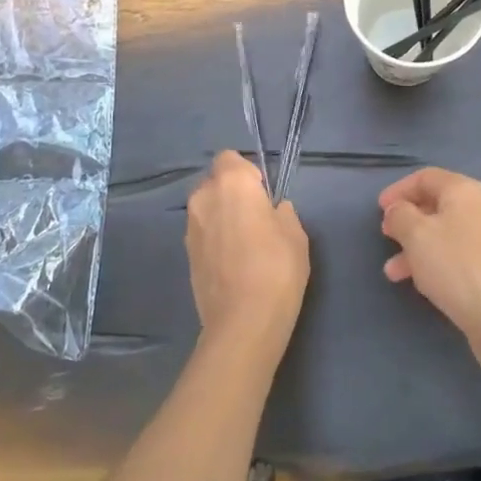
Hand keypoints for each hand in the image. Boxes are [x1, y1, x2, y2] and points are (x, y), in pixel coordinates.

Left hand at [185, 151, 309, 353]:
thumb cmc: (276, 268)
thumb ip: (282, 212)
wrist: (243, 322)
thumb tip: (273, 210)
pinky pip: (203, 233)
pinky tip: (233, 262)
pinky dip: (215, 239)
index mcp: (231, 183)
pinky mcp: (186, 254)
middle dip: (232, 193)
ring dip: (222, 216)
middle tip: (256, 217)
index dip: (247, 172)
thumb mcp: (295, 233)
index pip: (230, 158)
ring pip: (207, 208)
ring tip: (245, 243)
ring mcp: (190, 227)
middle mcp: (204, 198)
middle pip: (215, 182)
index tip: (263, 193)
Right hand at [379, 168, 480, 372]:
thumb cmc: (455, 265)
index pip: (425, 177)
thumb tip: (398, 210)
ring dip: (413, 248)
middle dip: (406, 220)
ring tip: (392, 272)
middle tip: (385, 236)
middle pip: (434, 205)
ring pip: (441, 235)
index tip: (379, 209)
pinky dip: (431, 263)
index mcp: (463, 191)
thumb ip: (400, 215)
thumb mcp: (416, 234)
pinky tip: (418, 283)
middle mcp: (478, 209)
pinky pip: (452, 257)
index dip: (399, 190)